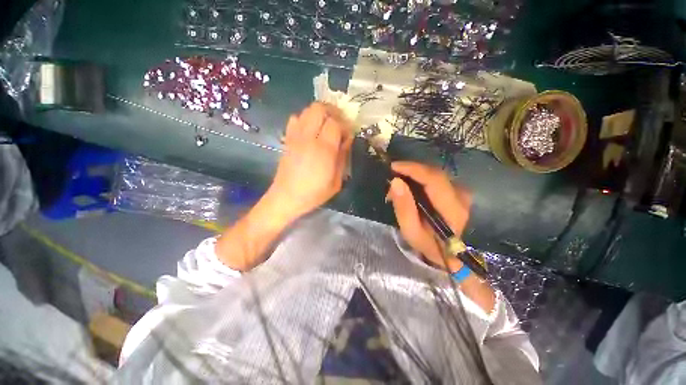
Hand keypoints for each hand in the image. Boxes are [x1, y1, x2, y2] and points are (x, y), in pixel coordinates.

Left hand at [267, 102, 353, 220]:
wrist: (287, 197)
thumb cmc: (314, 193)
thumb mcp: (337, 182)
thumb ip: (343, 158)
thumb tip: (347, 140)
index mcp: (324, 150)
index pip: (335, 123)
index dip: (344, 125)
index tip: (347, 136)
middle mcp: (309, 138)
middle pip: (319, 108)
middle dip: (332, 112)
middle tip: (338, 124)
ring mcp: (296, 137)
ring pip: (307, 110)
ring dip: (319, 114)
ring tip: (325, 126)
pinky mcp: (287, 139)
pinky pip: (295, 119)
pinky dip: (305, 119)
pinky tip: (310, 130)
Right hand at [387, 161, 471, 271]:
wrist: (447, 253)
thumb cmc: (427, 243)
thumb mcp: (410, 230)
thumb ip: (403, 207)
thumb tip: (395, 182)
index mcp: (452, 208)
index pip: (434, 179)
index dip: (413, 169)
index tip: (394, 167)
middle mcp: (461, 196)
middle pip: (434, 173)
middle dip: (411, 170)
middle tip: (392, 175)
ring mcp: (461, 192)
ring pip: (435, 173)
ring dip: (415, 173)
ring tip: (399, 182)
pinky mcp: (456, 191)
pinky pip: (436, 178)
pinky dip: (420, 177)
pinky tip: (410, 184)